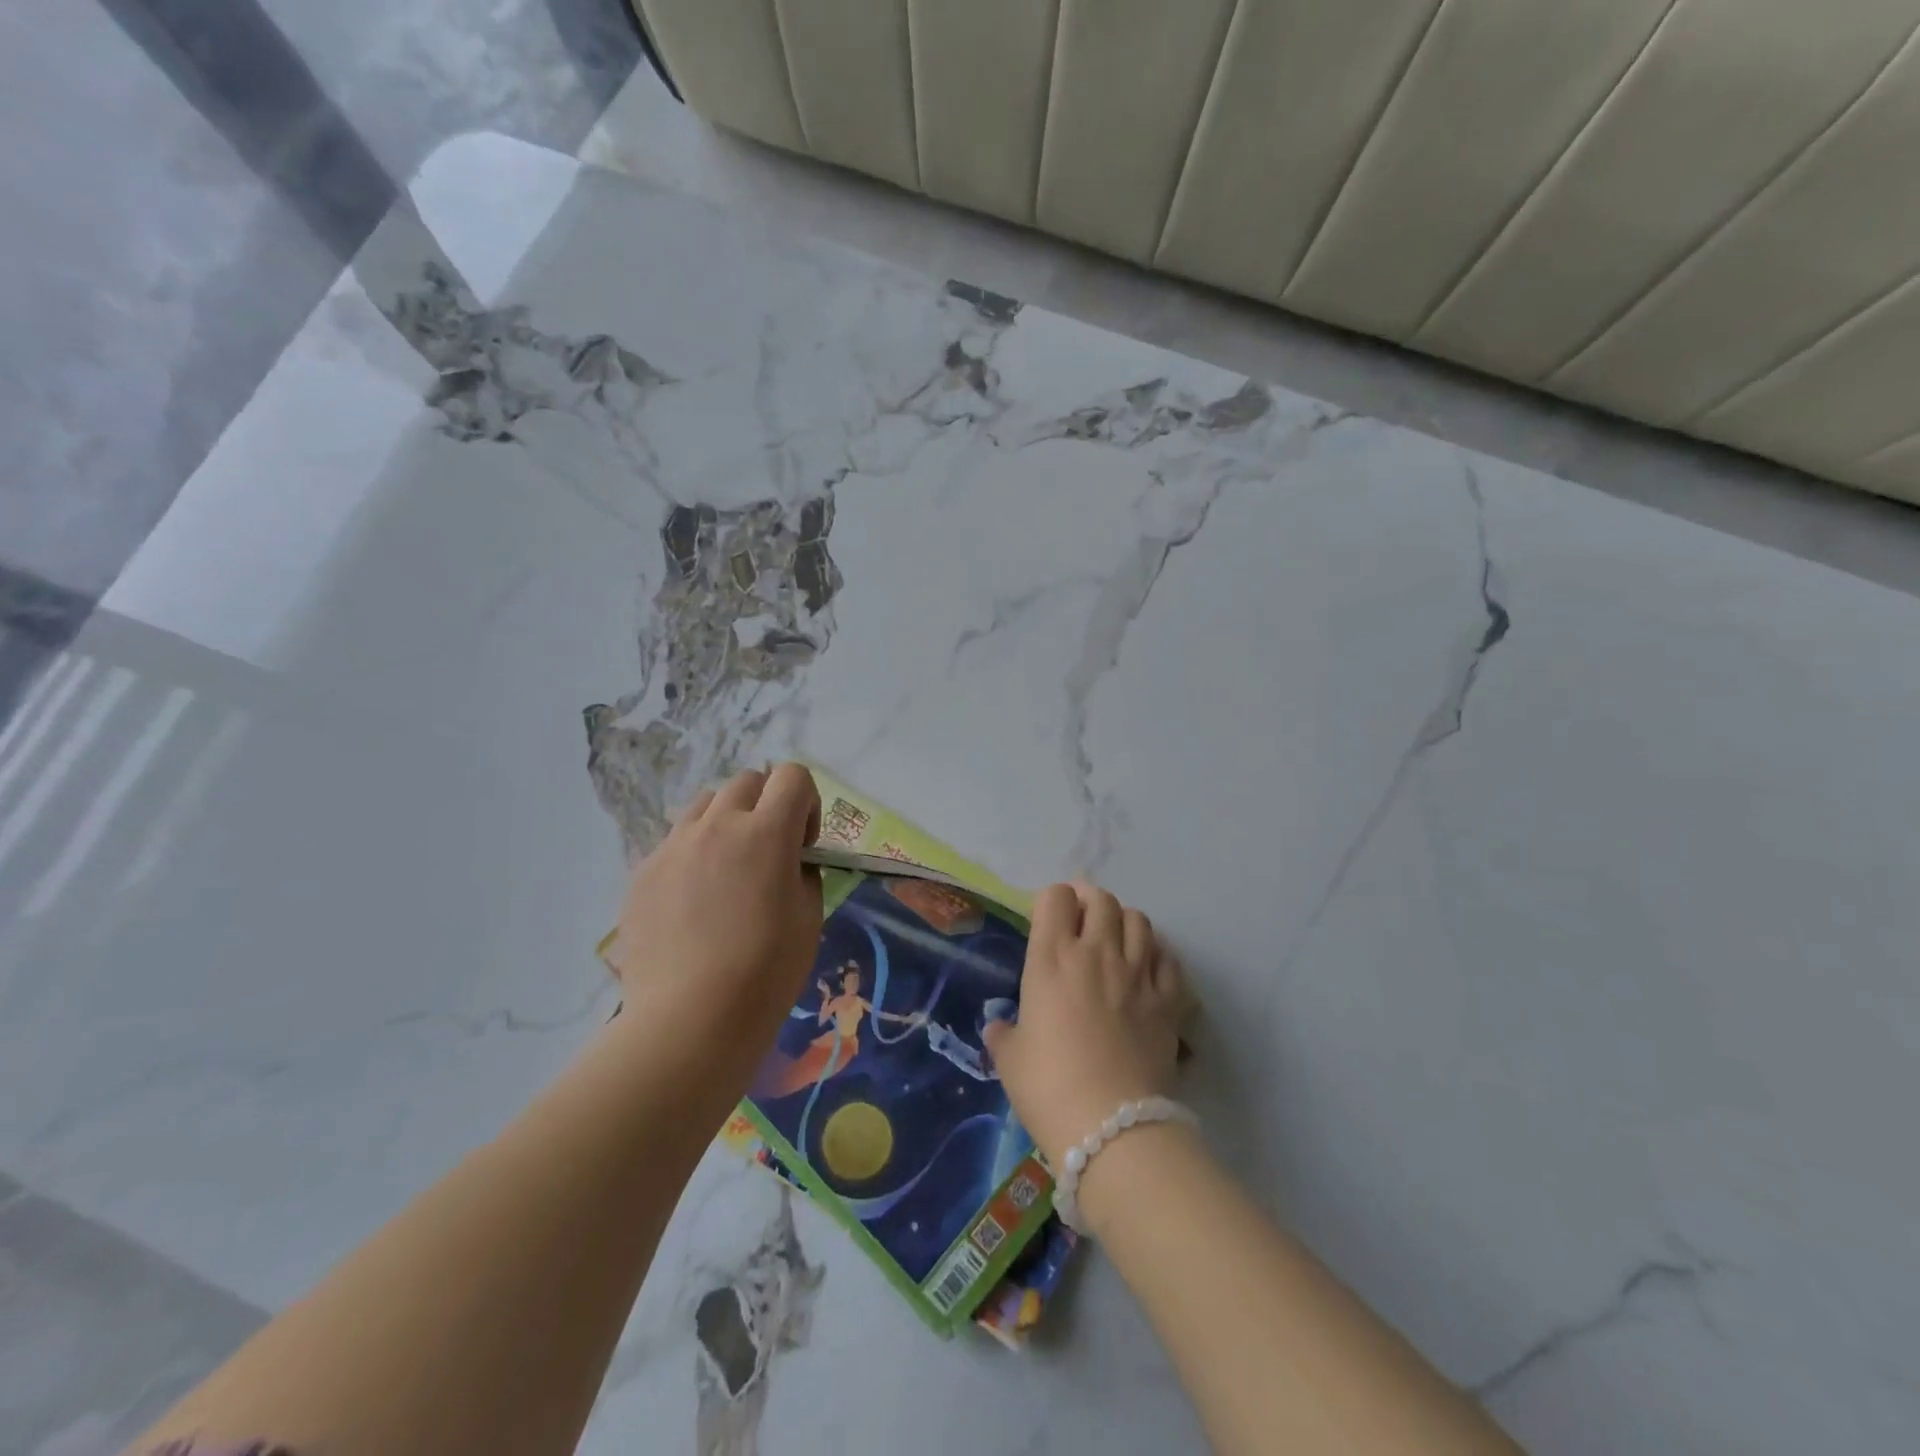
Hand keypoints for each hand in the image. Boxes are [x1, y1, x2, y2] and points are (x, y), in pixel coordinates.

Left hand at [609, 764, 823, 1030]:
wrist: (690, 1019)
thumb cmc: (766, 970)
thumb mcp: (809, 917)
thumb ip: (804, 873)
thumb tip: (789, 864)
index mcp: (766, 832)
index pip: (792, 775)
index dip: (806, 802)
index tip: (803, 845)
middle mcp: (717, 824)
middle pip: (746, 781)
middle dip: (766, 806)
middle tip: (768, 854)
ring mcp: (673, 846)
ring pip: (704, 805)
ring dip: (726, 823)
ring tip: (727, 872)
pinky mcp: (642, 872)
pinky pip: (674, 843)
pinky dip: (692, 856)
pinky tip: (693, 905)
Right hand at [984, 881, 1190, 1169]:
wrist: (1111, 1126)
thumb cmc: (1048, 1087)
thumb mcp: (1009, 1059)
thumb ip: (1003, 1033)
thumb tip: (999, 1027)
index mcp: (1052, 958)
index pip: (1056, 897)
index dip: (1052, 901)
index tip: (1048, 919)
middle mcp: (1097, 953)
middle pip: (1102, 900)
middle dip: (1090, 901)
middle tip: (1082, 920)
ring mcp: (1138, 974)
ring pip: (1139, 921)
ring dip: (1124, 921)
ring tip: (1116, 939)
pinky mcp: (1169, 1000)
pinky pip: (1169, 958)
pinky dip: (1158, 954)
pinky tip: (1148, 967)